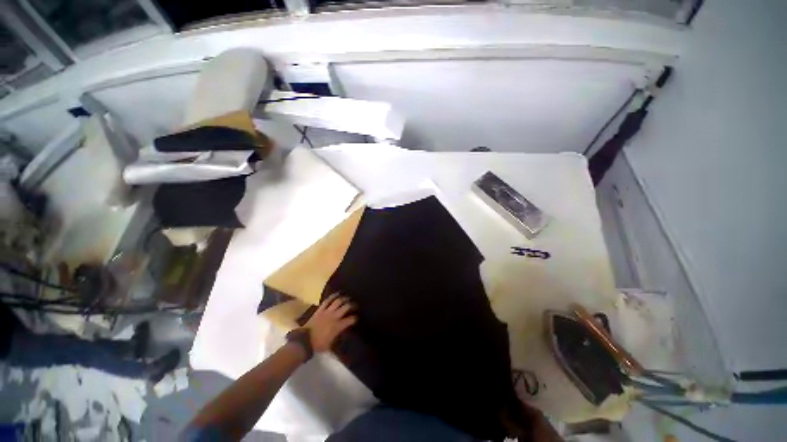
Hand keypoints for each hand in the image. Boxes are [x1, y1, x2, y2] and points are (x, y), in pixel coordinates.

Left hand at [304, 293, 356, 351]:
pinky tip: (337, 294)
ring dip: (344, 298)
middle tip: (355, 305)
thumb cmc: (319, 345)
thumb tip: (343, 332)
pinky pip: (327, 301)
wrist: (305, 341)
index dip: (355, 318)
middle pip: (346, 307)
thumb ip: (338, 335)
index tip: (357, 318)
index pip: (351, 319)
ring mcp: (327, 311)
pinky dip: (332, 296)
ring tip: (348, 298)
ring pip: (338, 301)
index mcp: (338, 326)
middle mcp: (334, 316)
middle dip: (352, 305)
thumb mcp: (331, 343)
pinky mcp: (320, 309)